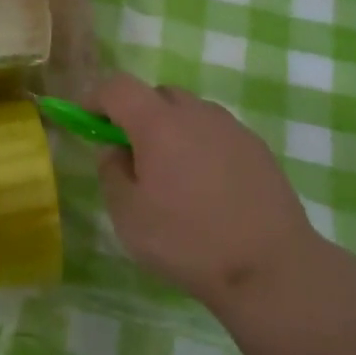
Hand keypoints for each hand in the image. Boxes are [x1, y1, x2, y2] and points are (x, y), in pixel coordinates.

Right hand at [93, 73, 323, 307]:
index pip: (118, 87)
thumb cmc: (187, 241)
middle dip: (136, 114)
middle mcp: (197, 113)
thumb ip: (111, 172)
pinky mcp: (257, 148)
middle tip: (131, 154)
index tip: (86, 120)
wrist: (269, 267)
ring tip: (172, 175)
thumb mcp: (128, 215)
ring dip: (171, 129)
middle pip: (157, 94)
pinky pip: (216, 133)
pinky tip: (206, 187)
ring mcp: (232, 128)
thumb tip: (115, 149)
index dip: (96, 98)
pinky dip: (201, 146)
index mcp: (159, 123)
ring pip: (190, 112)